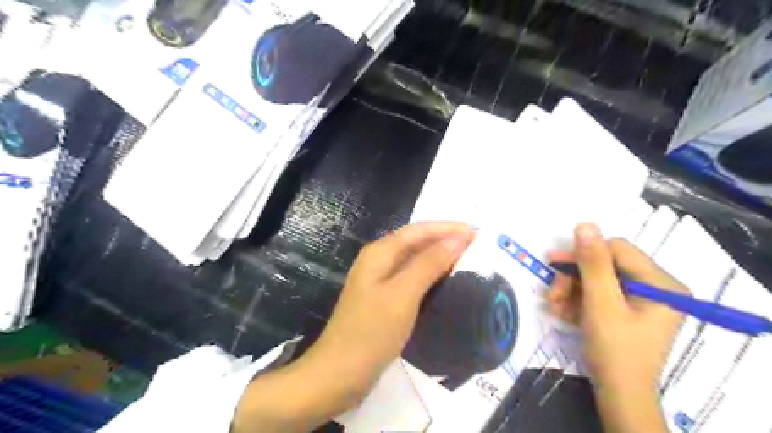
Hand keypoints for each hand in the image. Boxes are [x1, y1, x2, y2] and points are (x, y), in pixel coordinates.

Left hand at [232, 223, 473, 432]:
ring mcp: (380, 281)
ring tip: (468, 261)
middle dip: (446, 240)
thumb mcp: (402, 294)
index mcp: (380, 252)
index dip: (448, 228)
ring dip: (440, 257)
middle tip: (478, 248)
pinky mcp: (384, 299)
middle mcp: (379, 260)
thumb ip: (428, 264)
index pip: (419, 230)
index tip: (478, 233)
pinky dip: (431, 276)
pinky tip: (446, 283)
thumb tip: (456, 239)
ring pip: (415, 261)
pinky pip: (412, 279)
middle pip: (416, 242)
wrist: (339, 374)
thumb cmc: (370, 332)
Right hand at [545, 224, 689, 432]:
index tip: (553, 262)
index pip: (617, 250)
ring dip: (570, 291)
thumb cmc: (615, 350)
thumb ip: (593, 263)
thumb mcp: (601, 303)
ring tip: (553, 306)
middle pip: (604, 266)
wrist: (618, 397)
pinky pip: (596, 296)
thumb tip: (585, 224)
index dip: (583, 253)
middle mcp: (654, 288)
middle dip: (573, 279)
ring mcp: (639, 301)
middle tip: (552, 293)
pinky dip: (577, 302)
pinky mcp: (625, 312)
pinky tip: (561, 312)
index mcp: (661, 284)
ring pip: (595, 281)